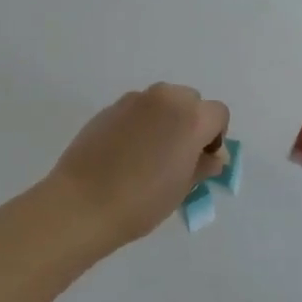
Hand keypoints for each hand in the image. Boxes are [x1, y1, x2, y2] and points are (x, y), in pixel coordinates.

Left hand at [49, 84, 230, 247]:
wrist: (83, 203)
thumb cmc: (142, 201)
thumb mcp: (183, 188)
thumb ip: (203, 165)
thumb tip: (214, 156)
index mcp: (191, 117)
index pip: (218, 114)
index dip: (215, 136)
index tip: (201, 159)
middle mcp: (165, 98)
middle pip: (190, 100)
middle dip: (190, 122)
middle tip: (178, 155)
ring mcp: (135, 99)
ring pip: (162, 101)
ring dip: (165, 119)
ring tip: (150, 153)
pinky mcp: (110, 107)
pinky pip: (137, 109)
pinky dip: (140, 122)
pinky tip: (126, 152)